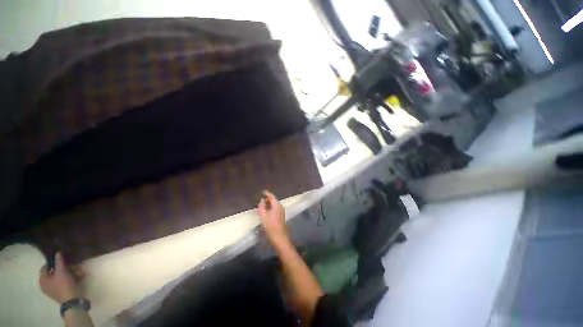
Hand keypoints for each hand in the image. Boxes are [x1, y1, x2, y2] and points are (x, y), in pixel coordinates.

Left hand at [39, 252, 83, 303]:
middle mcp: (46, 284)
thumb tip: (57, 253)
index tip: (62, 259)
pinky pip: (65, 282)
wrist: (73, 301)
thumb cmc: (64, 285)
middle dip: (66, 268)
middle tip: (74, 266)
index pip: (45, 267)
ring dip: (71, 272)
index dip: (53, 262)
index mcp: (43, 280)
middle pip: (55, 272)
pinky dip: (71, 278)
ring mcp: (54, 289)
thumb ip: (59, 261)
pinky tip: (79, 276)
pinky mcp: (61, 291)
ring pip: (62, 276)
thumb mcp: (62, 271)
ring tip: (79, 272)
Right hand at [257, 190, 288, 243]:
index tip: (262, 192)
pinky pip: (275, 209)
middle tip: (260, 202)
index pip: (272, 196)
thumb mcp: (263, 215)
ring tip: (261, 208)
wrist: (279, 236)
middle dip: (267, 200)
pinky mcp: (281, 216)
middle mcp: (280, 206)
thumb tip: (262, 200)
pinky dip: (270, 209)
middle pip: (273, 200)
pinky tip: (265, 213)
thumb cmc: (270, 225)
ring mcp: (281, 211)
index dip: (267, 193)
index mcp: (277, 205)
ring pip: (274, 205)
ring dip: (268, 205)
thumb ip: (261, 206)